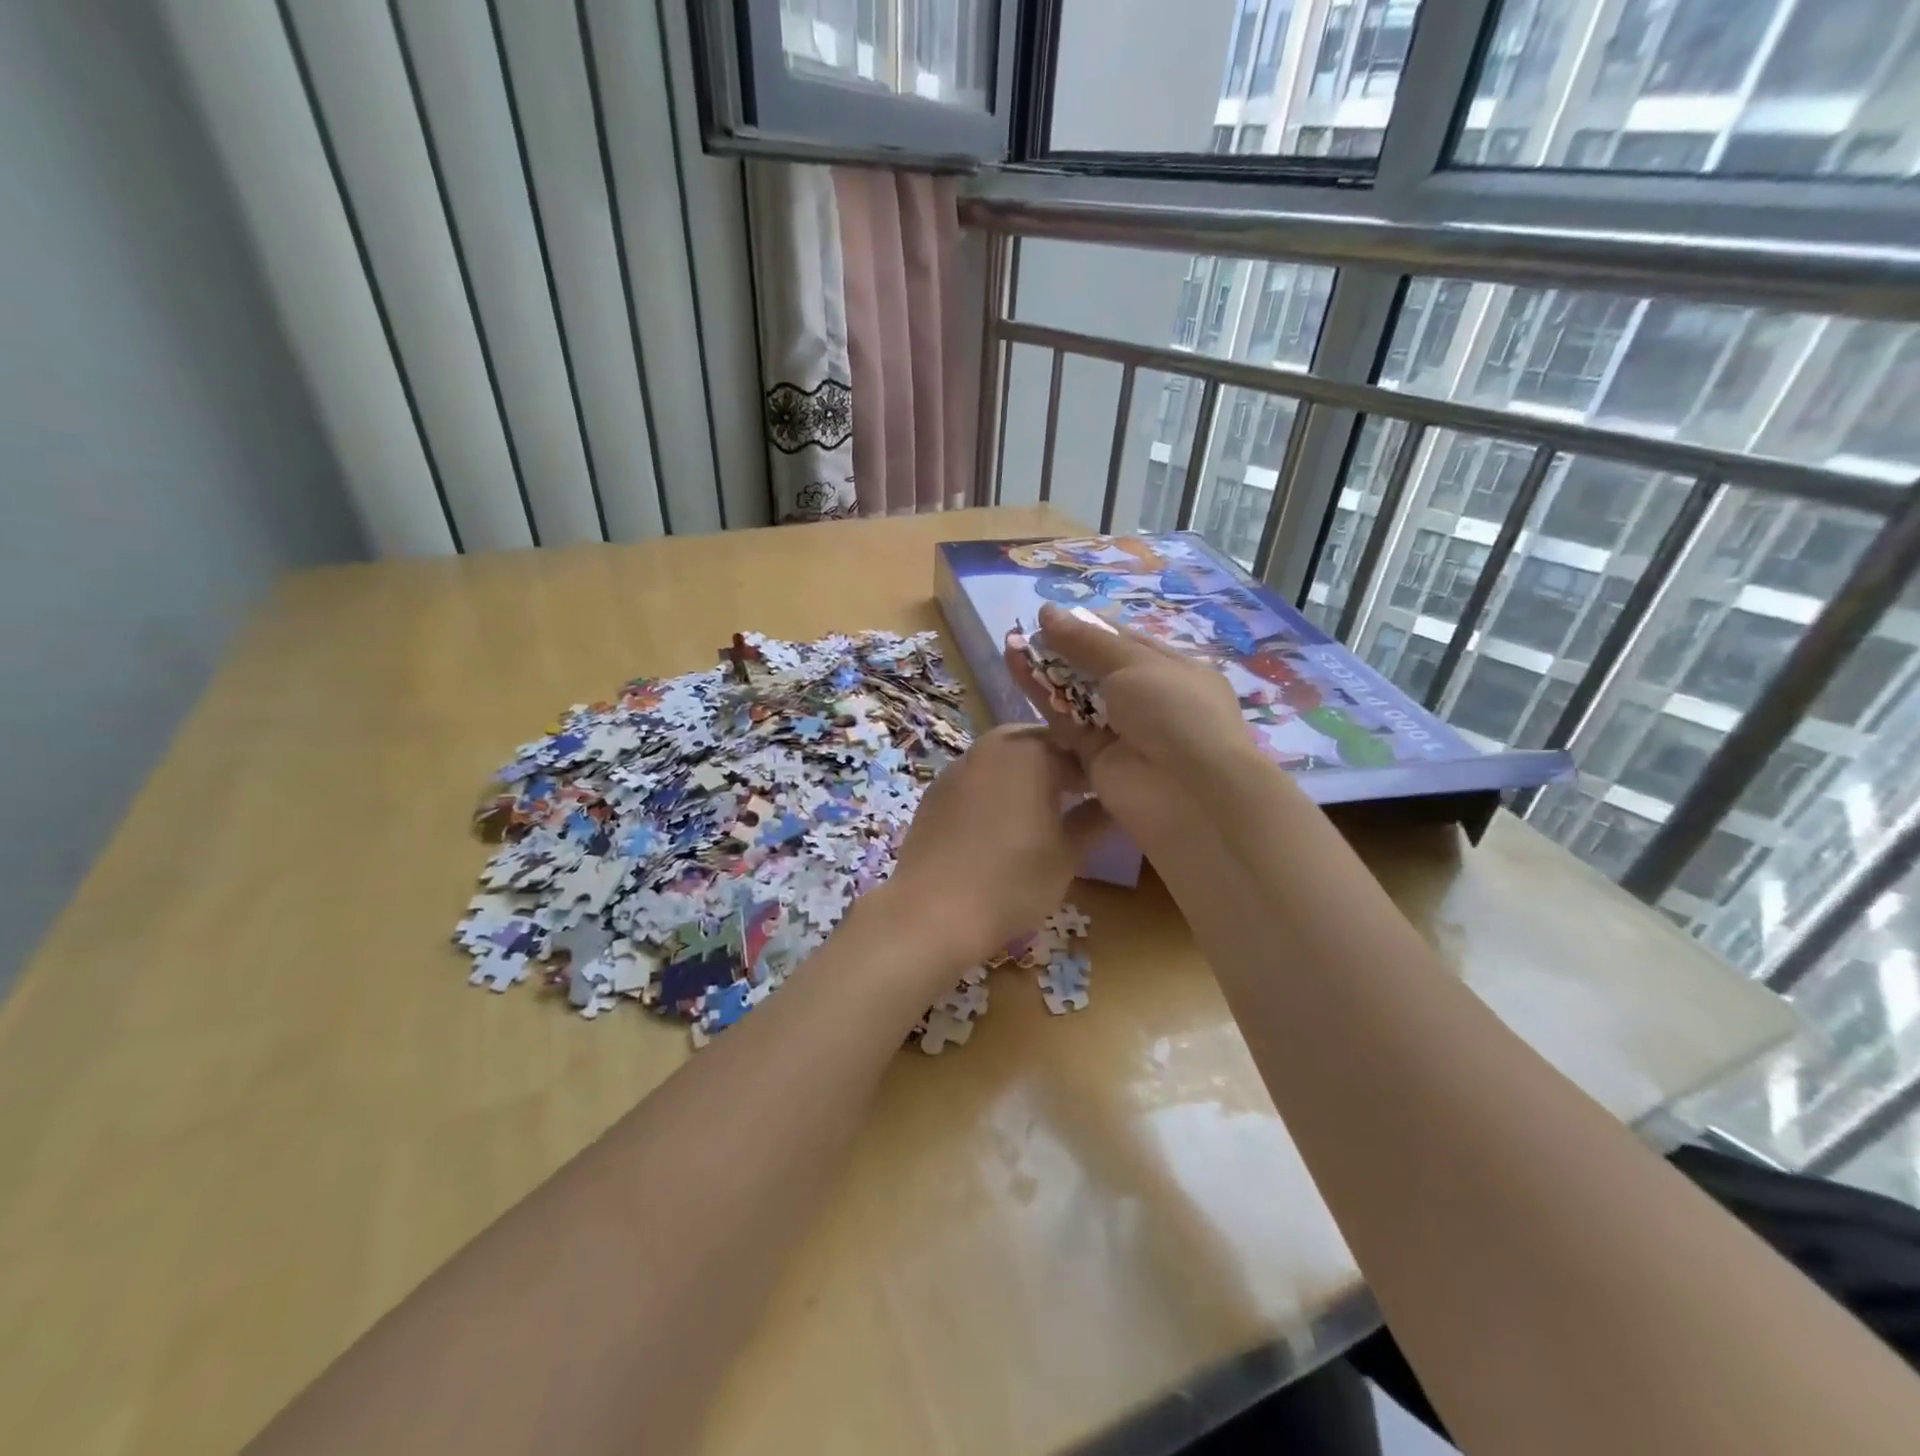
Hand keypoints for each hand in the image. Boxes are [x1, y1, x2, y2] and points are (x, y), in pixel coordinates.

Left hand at [885, 724, 1110, 966]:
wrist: (931, 911)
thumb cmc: (1012, 881)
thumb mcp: (1068, 854)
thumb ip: (1095, 819)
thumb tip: (1116, 802)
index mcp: (1032, 751)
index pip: (1080, 746)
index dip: (1099, 767)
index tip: (1112, 791)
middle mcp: (993, 746)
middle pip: (1040, 744)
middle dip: (1062, 765)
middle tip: (1080, 799)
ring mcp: (959, 766)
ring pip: (1006, 758)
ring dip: (1028, 775)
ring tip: (1043, 812)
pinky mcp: (936, 790)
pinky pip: (978, 778)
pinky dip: (996, 790)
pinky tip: (1002, 824)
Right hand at [1005, 604, 1253, 836]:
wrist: (1188, 793)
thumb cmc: (1175, 712)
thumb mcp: (1136, 664)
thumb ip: (1087, 641)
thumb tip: (1047, 611)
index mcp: (1174, 671)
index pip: (1127, 642)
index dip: (1090, 628)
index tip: (1052, 615)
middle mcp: (1148, 700)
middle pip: (1098, 669)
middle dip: (1064, 649)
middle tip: (1025, 629)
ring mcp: (1121, 732)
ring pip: (1076, 695)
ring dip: (1046, 671)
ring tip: (1010, 644)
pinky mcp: (1094, 758)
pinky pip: (1064, 722)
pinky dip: (1041, 698)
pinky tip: (1014, 669)